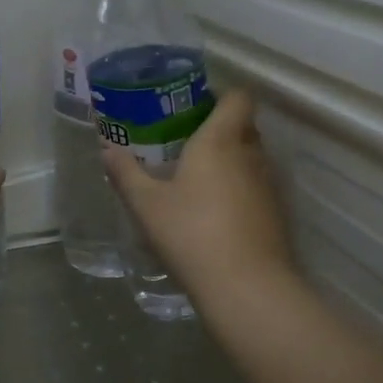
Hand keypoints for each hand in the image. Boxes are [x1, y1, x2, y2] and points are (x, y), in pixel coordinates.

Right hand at [102, 90, 293, 305]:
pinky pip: (256, 188)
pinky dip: (239, 191)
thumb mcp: (146, 205)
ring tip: (197, 179)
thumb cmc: (191, 233)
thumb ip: (126, 173)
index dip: (220, 95)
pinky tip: (215, 214)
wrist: (246, 286)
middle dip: (219, 128)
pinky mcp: (276, 214)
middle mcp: (250, 154)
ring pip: (251, 158)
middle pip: (244, 126)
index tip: (194, 106)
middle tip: (186, 142)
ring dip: (230, 161)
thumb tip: (107, 150)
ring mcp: (268, 185)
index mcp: (220, 140)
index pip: (237, 97)